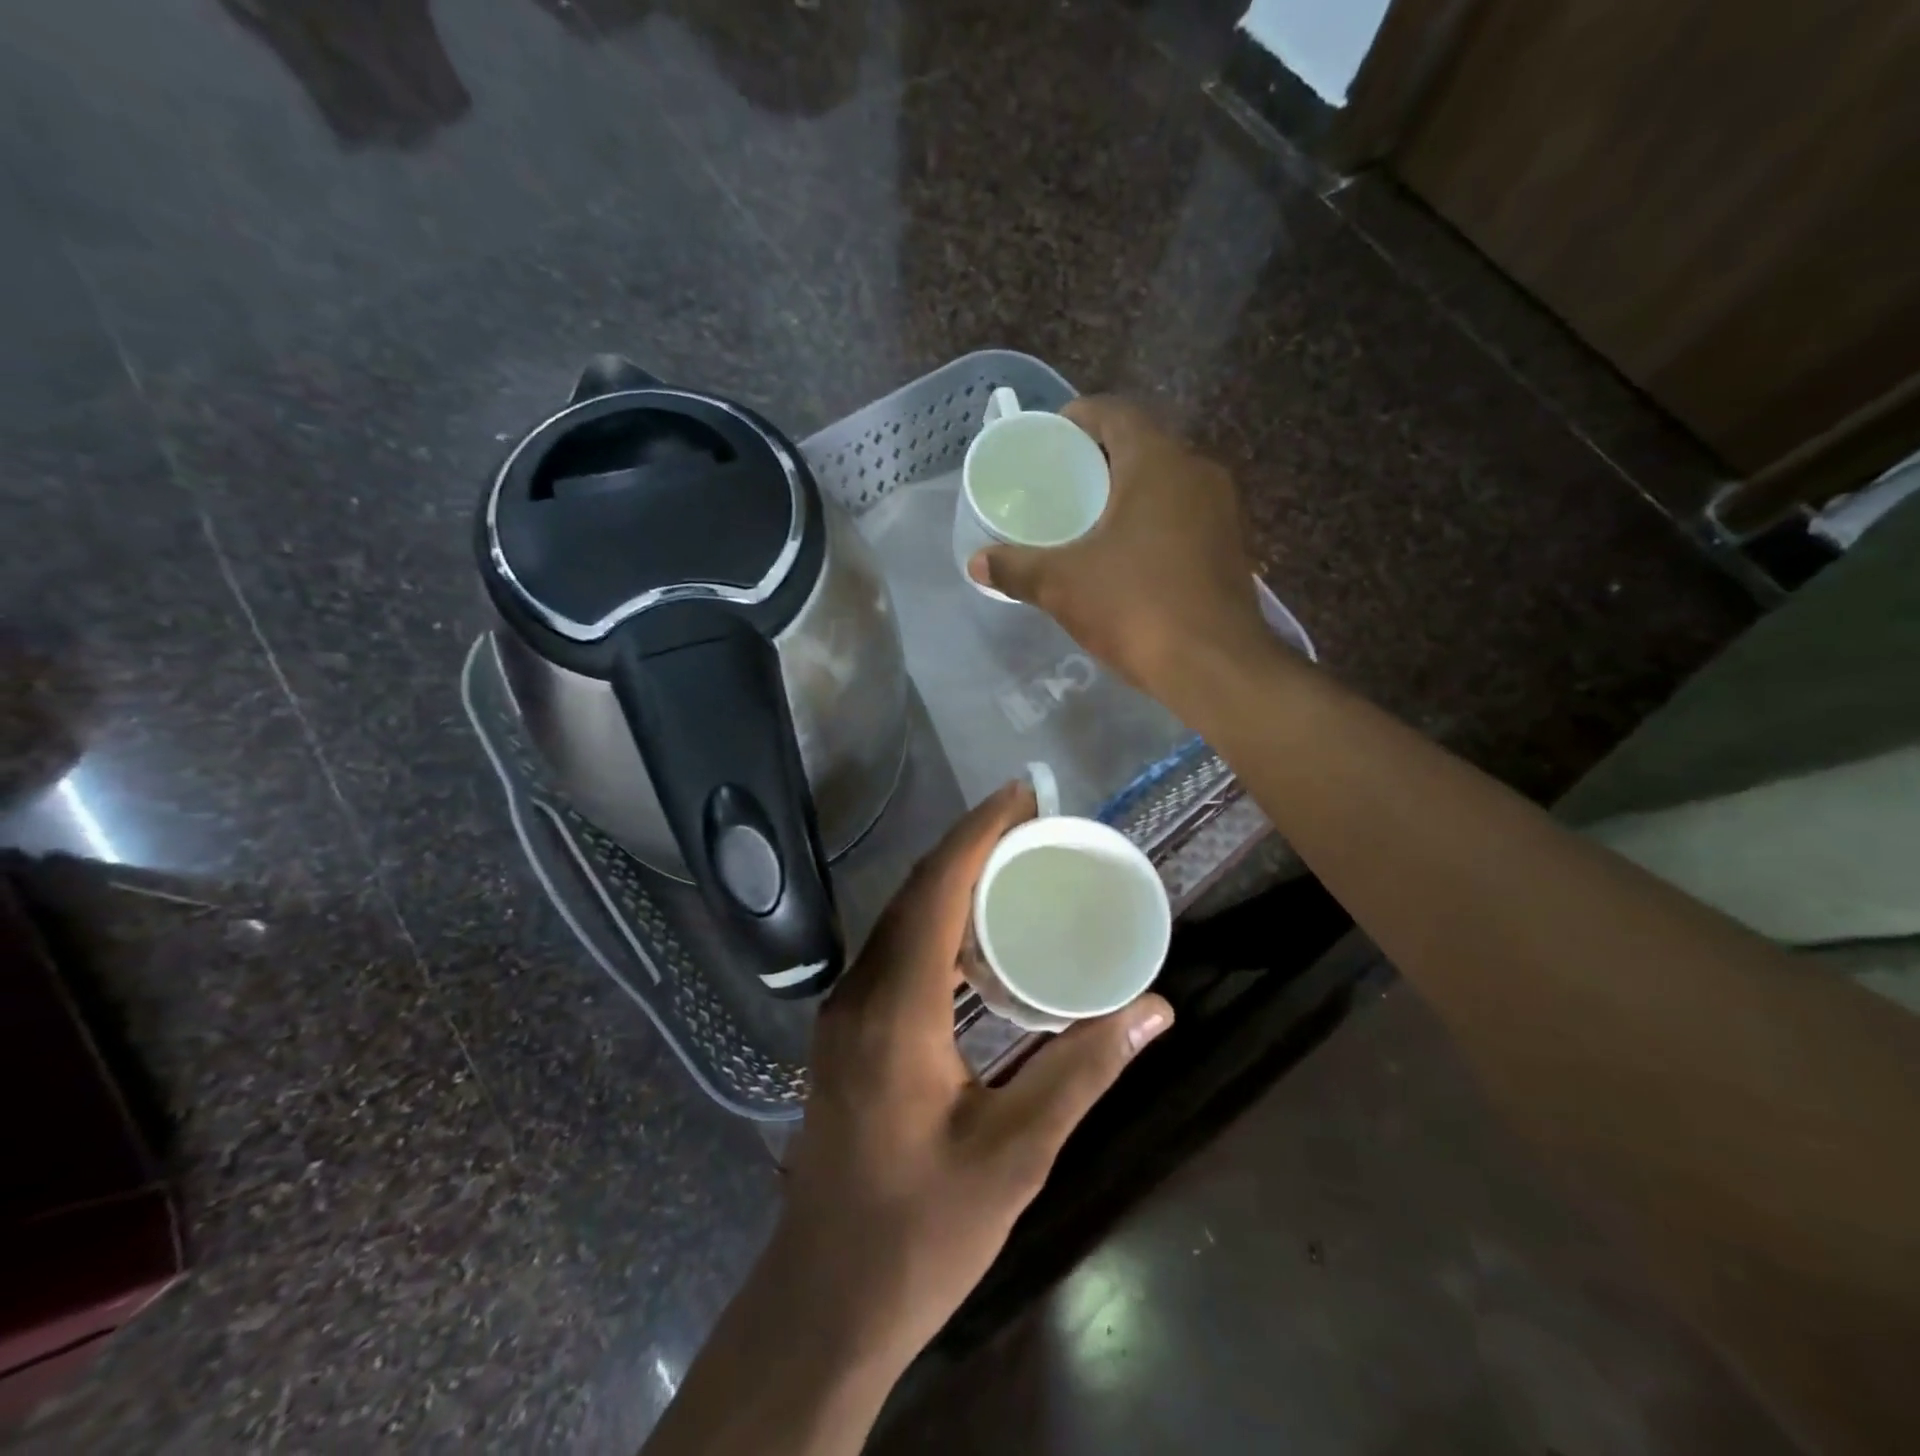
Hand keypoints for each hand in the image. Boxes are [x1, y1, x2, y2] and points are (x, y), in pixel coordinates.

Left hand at [770, 780, 1173, 1375]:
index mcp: (895, 1010)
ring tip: (1010, 865)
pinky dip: (934, 924)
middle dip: (969, 846)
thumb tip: (1152, 1009)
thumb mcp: (1016, 1154)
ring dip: (950, 882)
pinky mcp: (846, 1034)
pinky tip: (972, 941)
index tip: (1021, 794)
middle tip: (1029, 822)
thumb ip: (1083, 1071)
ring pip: (898, 921)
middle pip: (914, 894)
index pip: (936, 890)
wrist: (825, 1301)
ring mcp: (844, 1013)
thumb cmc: (921, 1231)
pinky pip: (893, 952)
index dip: (978, 833)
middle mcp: (859, 994)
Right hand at [968, 396, 1270, 692]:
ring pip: (1165, 483)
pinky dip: (1151, 521)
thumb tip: (976, 562)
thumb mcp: (1063, 585)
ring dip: (1127, 492)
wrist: (1214, 666)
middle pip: (1140, 446)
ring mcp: (1220, 511)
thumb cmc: (1135, 606)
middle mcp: (1196, 473)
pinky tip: (1126, 554)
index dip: (1077, 418)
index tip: (1049, 440)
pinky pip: (1182, 516)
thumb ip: (1016, 568)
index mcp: (1156, 462)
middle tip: (1060, 483)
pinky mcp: (1230, 547)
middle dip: (1099, 459)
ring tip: (1087, 519)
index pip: (1114, 413)